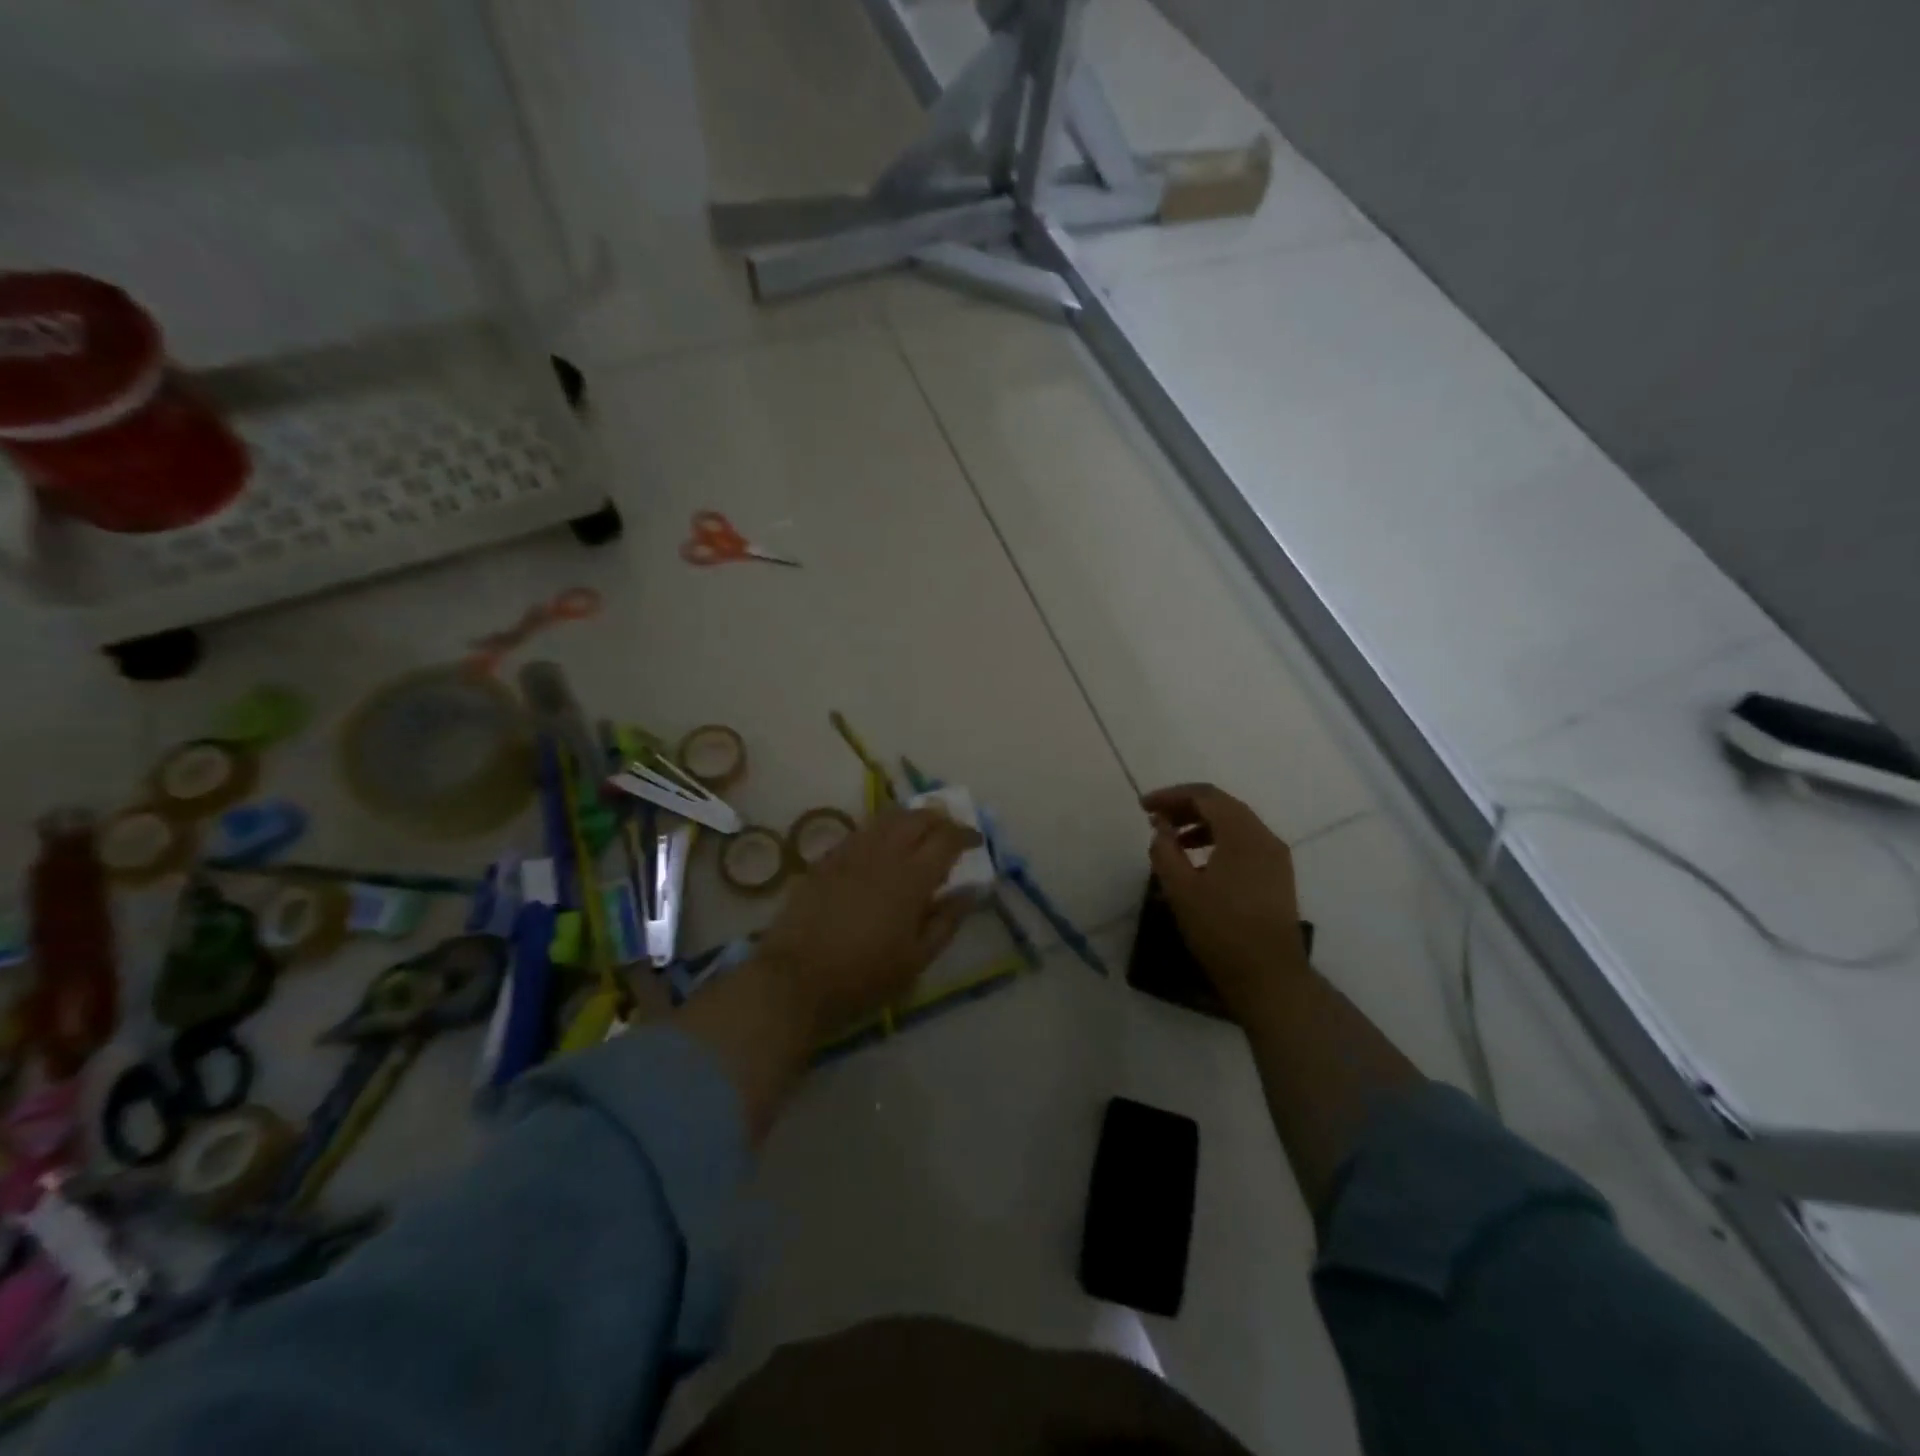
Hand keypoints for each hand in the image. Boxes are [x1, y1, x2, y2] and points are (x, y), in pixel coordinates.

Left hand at [756, 806, 980, 1040]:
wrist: (796, 978)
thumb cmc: (864, 976)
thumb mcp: (916, 959)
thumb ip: (946, 921)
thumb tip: (971, 891)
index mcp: (911, 878)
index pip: (947, 839)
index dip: (965, 834)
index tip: (976, 841)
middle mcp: (883, 854)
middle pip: (917, 817)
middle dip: (939, 818)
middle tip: (948, 832)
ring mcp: (851, 852)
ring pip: (886, 817)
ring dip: (909, 817)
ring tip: (918, 830)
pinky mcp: (826, 859)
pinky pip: (861, 831)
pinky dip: (880, 829)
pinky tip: (882, 845)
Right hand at [1142, 783, 1308, 1021]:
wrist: (1269, 978)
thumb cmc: (1220, 930)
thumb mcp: (1180, 889)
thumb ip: (1165, 850)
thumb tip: (1161, 827)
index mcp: (1242, 834)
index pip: (1205, 796)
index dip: (1171, 796)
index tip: (1144, 807)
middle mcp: (1264, 837)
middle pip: (1222, 806)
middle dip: (1185, 807)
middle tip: (1155, 819)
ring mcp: (1275, 857)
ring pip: (1235, 824)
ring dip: (1201, 825)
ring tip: (1172, 842)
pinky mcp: (1277, 877)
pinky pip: (1245, 844)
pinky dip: (1218, 842)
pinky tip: (1199, 863)